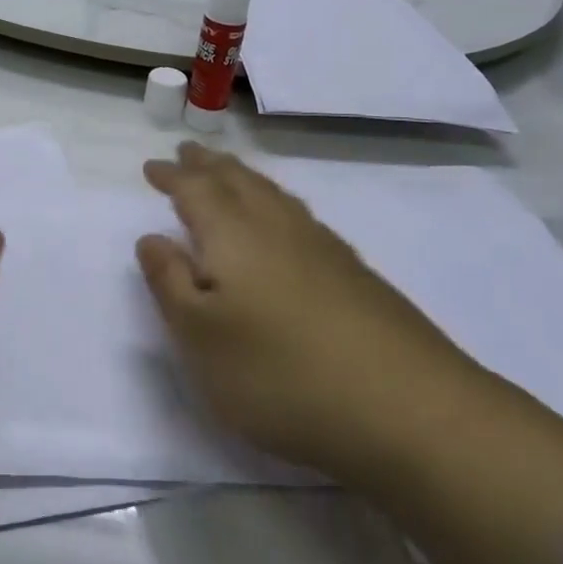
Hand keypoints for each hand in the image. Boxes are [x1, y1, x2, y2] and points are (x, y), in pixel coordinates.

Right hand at [137, 143, 483, 487]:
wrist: (410, 411)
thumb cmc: (281, 375)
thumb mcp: (200, 337)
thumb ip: (169, 283)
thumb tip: (152, 237)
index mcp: (233, 235)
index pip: (194, 190)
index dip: (171, 177)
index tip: (152, 166)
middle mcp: (277, 227)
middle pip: (237, 180)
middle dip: (208, 165)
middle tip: (188, 153)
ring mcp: (323, 248)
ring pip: (273, 194)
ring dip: (243, 177)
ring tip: (230, 173)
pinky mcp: (355, 274)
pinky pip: (300, 215)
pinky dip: (277, 202)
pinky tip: (285, 223)